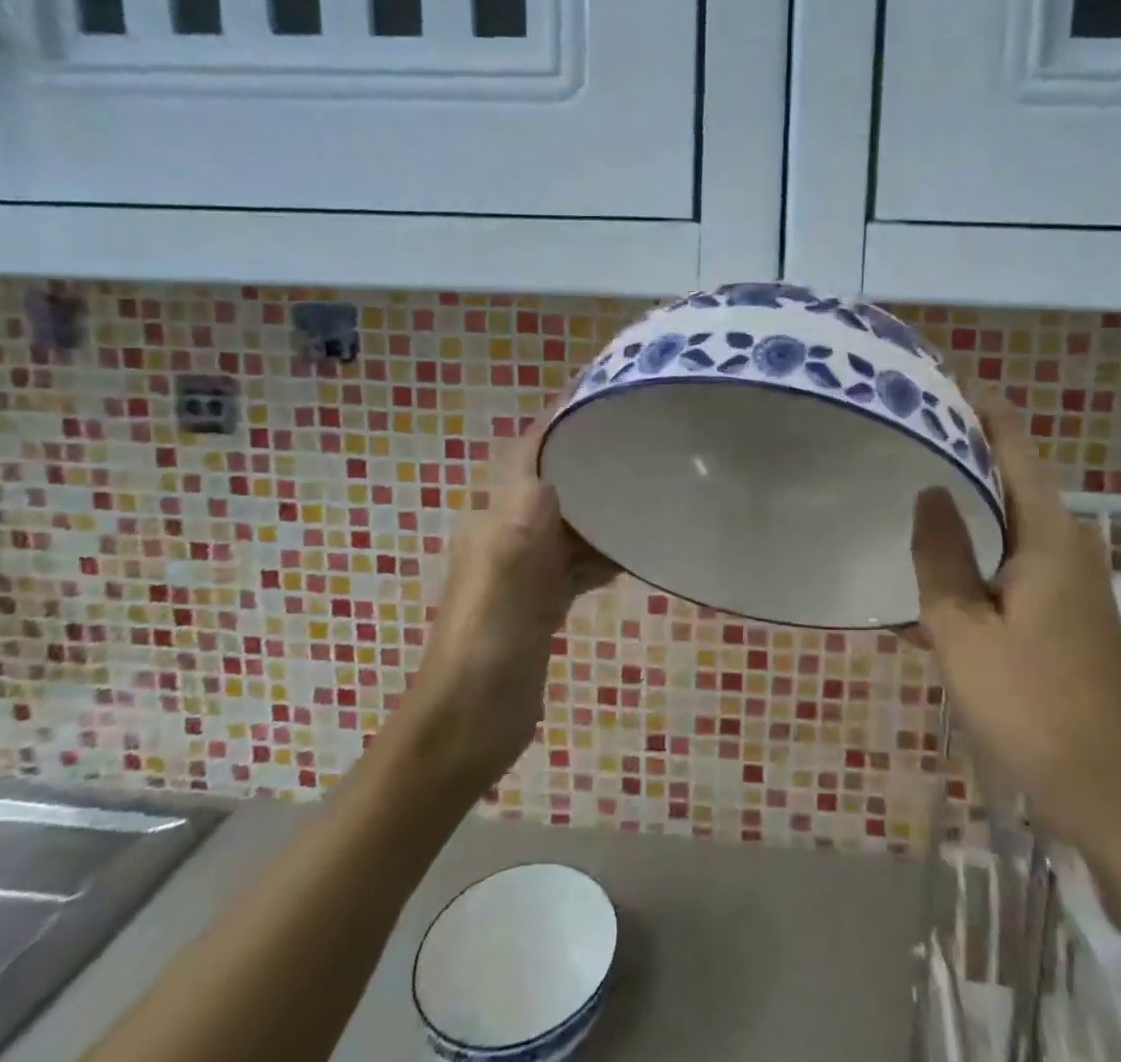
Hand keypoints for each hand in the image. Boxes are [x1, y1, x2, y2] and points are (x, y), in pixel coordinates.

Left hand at [394, 398, 618, 792]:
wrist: (465, 731)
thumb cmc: (483, 653)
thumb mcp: (503, 587)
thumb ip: (523, 527)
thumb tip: (548, 471)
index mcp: (499, 518)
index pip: (532, 449)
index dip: (563, 416)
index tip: (606, 390)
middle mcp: (512, 531)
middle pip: (558, 478)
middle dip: (595, 455)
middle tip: (647, 436)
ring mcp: (529, 566)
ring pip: (573, 518)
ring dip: (606, 503)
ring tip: (654, 485)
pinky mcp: (543, 598)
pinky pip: (580, 558)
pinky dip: (606, 548)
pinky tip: (638, 547)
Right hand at [911, 390, 1120, 850]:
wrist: (1117, 795)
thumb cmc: (1033, 706)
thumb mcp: (963, 632)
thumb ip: (941, 555)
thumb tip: (930, 491)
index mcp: (1048, 536)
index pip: (1016, 448)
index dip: (985, 408)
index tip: (949, 377)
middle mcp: (1070, 544)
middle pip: (1016, 477)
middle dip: (970, 447)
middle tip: (916, 429)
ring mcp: (1077, 579)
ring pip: (1017, 520)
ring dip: (975, 498)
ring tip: (921, 482)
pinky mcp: (1073, 610)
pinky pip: (1021, 556)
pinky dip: (985, 542)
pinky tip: (948, 563)